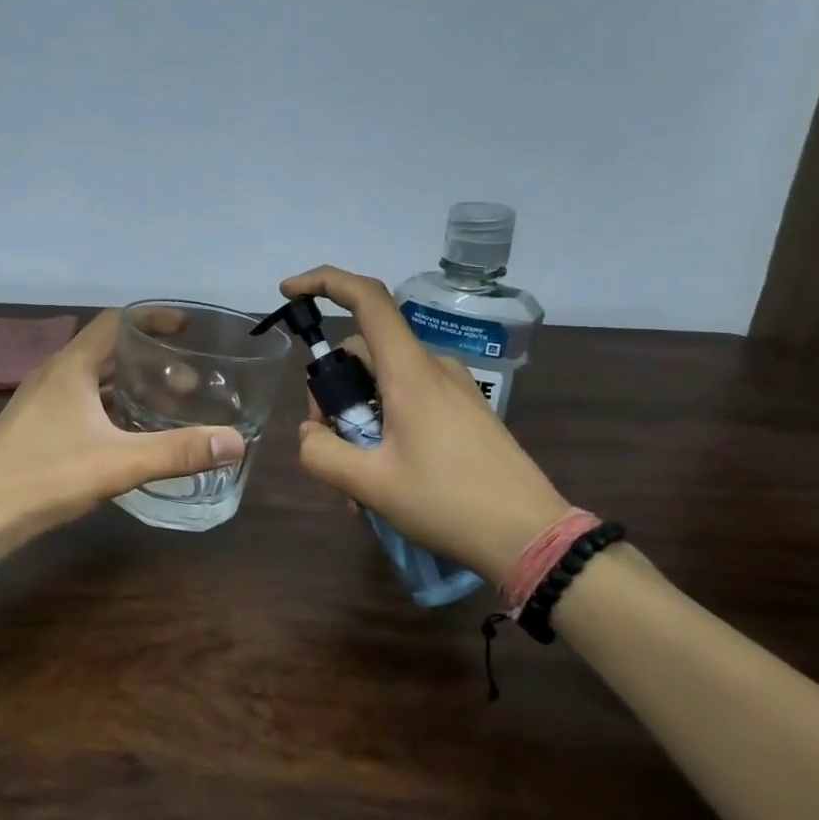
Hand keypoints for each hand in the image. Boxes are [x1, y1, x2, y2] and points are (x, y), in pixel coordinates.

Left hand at [0, 310, 244, 555]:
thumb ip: (177, 451)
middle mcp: (54, 375)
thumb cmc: (45, 477)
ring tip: (165, 404)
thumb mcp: (118, 464)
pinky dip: (109, 407)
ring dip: (128, 385)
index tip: (186, 326)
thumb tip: (236, 441)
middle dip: (148, 359)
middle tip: (187, 379)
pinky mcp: (35, 427)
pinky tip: (128, 434)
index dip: (151, 318)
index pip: (115, 322)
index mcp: (71, 368)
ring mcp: (40, 402)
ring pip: (93, 380)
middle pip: (107, 351)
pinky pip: (80, 403)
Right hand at [283, 265, 570, 582]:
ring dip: (356, 421)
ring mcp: (452, 389)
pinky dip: (383, 428)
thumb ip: (321, 453)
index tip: (288, 293)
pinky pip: (407, 401)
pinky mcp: (464, 412)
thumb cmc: (448, 504)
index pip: (366, 299)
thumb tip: (310, 433)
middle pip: (362, 352)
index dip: (323, 282)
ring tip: (357, 484)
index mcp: (409, 372)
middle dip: (331, 393)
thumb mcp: (370, 484)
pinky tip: (384, 479)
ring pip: (382, 383)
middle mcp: (432, 367)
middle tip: (327, 446)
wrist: (530, 537)